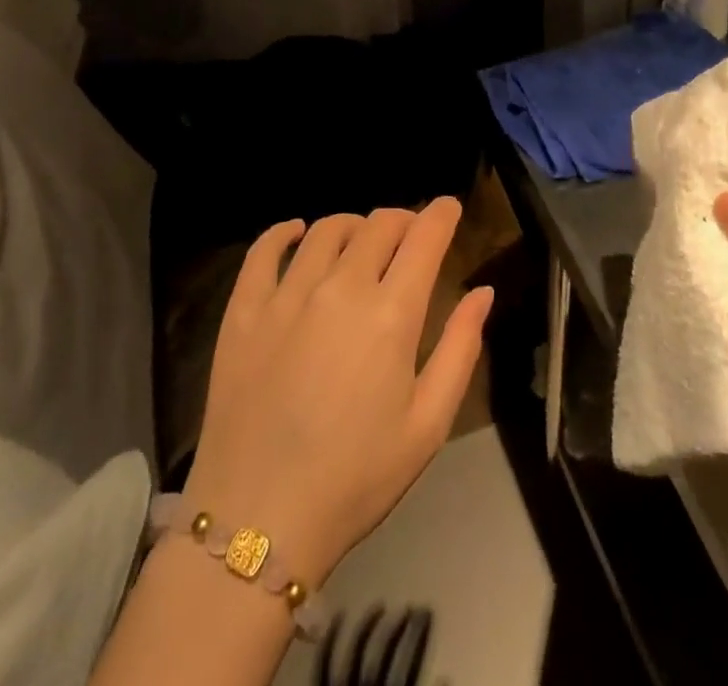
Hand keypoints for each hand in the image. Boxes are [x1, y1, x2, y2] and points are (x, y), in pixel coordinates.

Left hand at [181, 200, 492, 586]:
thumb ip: (460, 348)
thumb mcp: (428, 424)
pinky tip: (296, 233)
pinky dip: (284, 232)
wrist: (259, 520)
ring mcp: (287, 294)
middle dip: (403, 219)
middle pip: (378, 225)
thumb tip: (483, 291)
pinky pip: (263, 250)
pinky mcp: (244, 310)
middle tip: (410, 233)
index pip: (424, 238)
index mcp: (391, 314)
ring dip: (354, 224)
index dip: (441, 214)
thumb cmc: (356, 477)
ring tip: (361, 239)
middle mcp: (340, 288)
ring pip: (327, 230)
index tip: (449, 206)